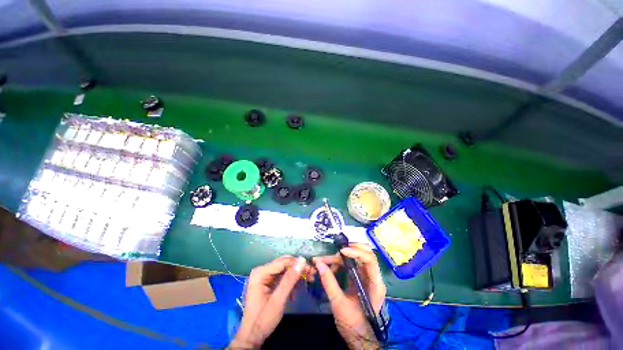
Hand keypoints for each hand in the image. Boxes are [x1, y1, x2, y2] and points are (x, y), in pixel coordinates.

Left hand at [229, 255, 308, 348]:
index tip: (311, 269)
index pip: (283, 262)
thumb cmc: (263, 319)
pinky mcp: (268, 283)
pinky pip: (282, 277)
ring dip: (296, 274)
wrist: (252, 337)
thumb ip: (290, 279)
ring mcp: (264, 276)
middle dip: (298, 268)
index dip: (297, 264)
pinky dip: (291, 281)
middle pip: (284, 264)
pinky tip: (297, 289)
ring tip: (309, 279)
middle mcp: (262, 271)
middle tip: (312, 273)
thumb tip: (302, 260)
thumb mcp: (278, 300)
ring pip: (285, 269)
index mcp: (260, 272)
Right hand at [312, 244, 385, 348]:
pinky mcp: (360, 278)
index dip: (356, 252)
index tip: (341, 251)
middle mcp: (373, 277)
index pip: (370, 260)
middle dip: (350, 249)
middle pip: (365, 254)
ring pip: (357, 257)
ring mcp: (367, 277)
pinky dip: (341, 262)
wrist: (357, 337)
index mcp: (375, 285)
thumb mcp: (338, 303)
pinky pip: (351, 264)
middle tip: (335, 250)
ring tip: (326, 260)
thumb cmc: (352, 324)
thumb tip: (318, 264)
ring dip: (341, 256)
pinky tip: (331, 266)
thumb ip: (329, 282)